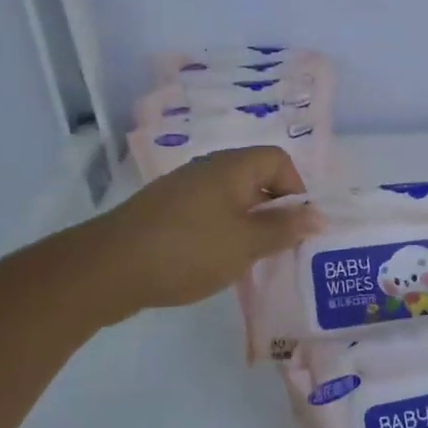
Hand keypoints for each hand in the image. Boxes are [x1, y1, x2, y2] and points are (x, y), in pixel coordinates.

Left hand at [88, 147, 320, 314]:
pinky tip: (215, 263)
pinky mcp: (165, 213)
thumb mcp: (246, 243)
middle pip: (255, 178)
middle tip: (278, 247)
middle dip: (273, 211)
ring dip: (247, 225)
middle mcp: (208, 169)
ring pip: (231, 199)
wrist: (109, 268)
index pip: (279, 159)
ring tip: (249, 260)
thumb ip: (284, 229)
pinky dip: (221, 233)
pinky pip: (207, 214)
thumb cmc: (189, 249)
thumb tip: (318, 216)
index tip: (294, 226)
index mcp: (232, 167)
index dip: (295, 189)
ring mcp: (183, 190)